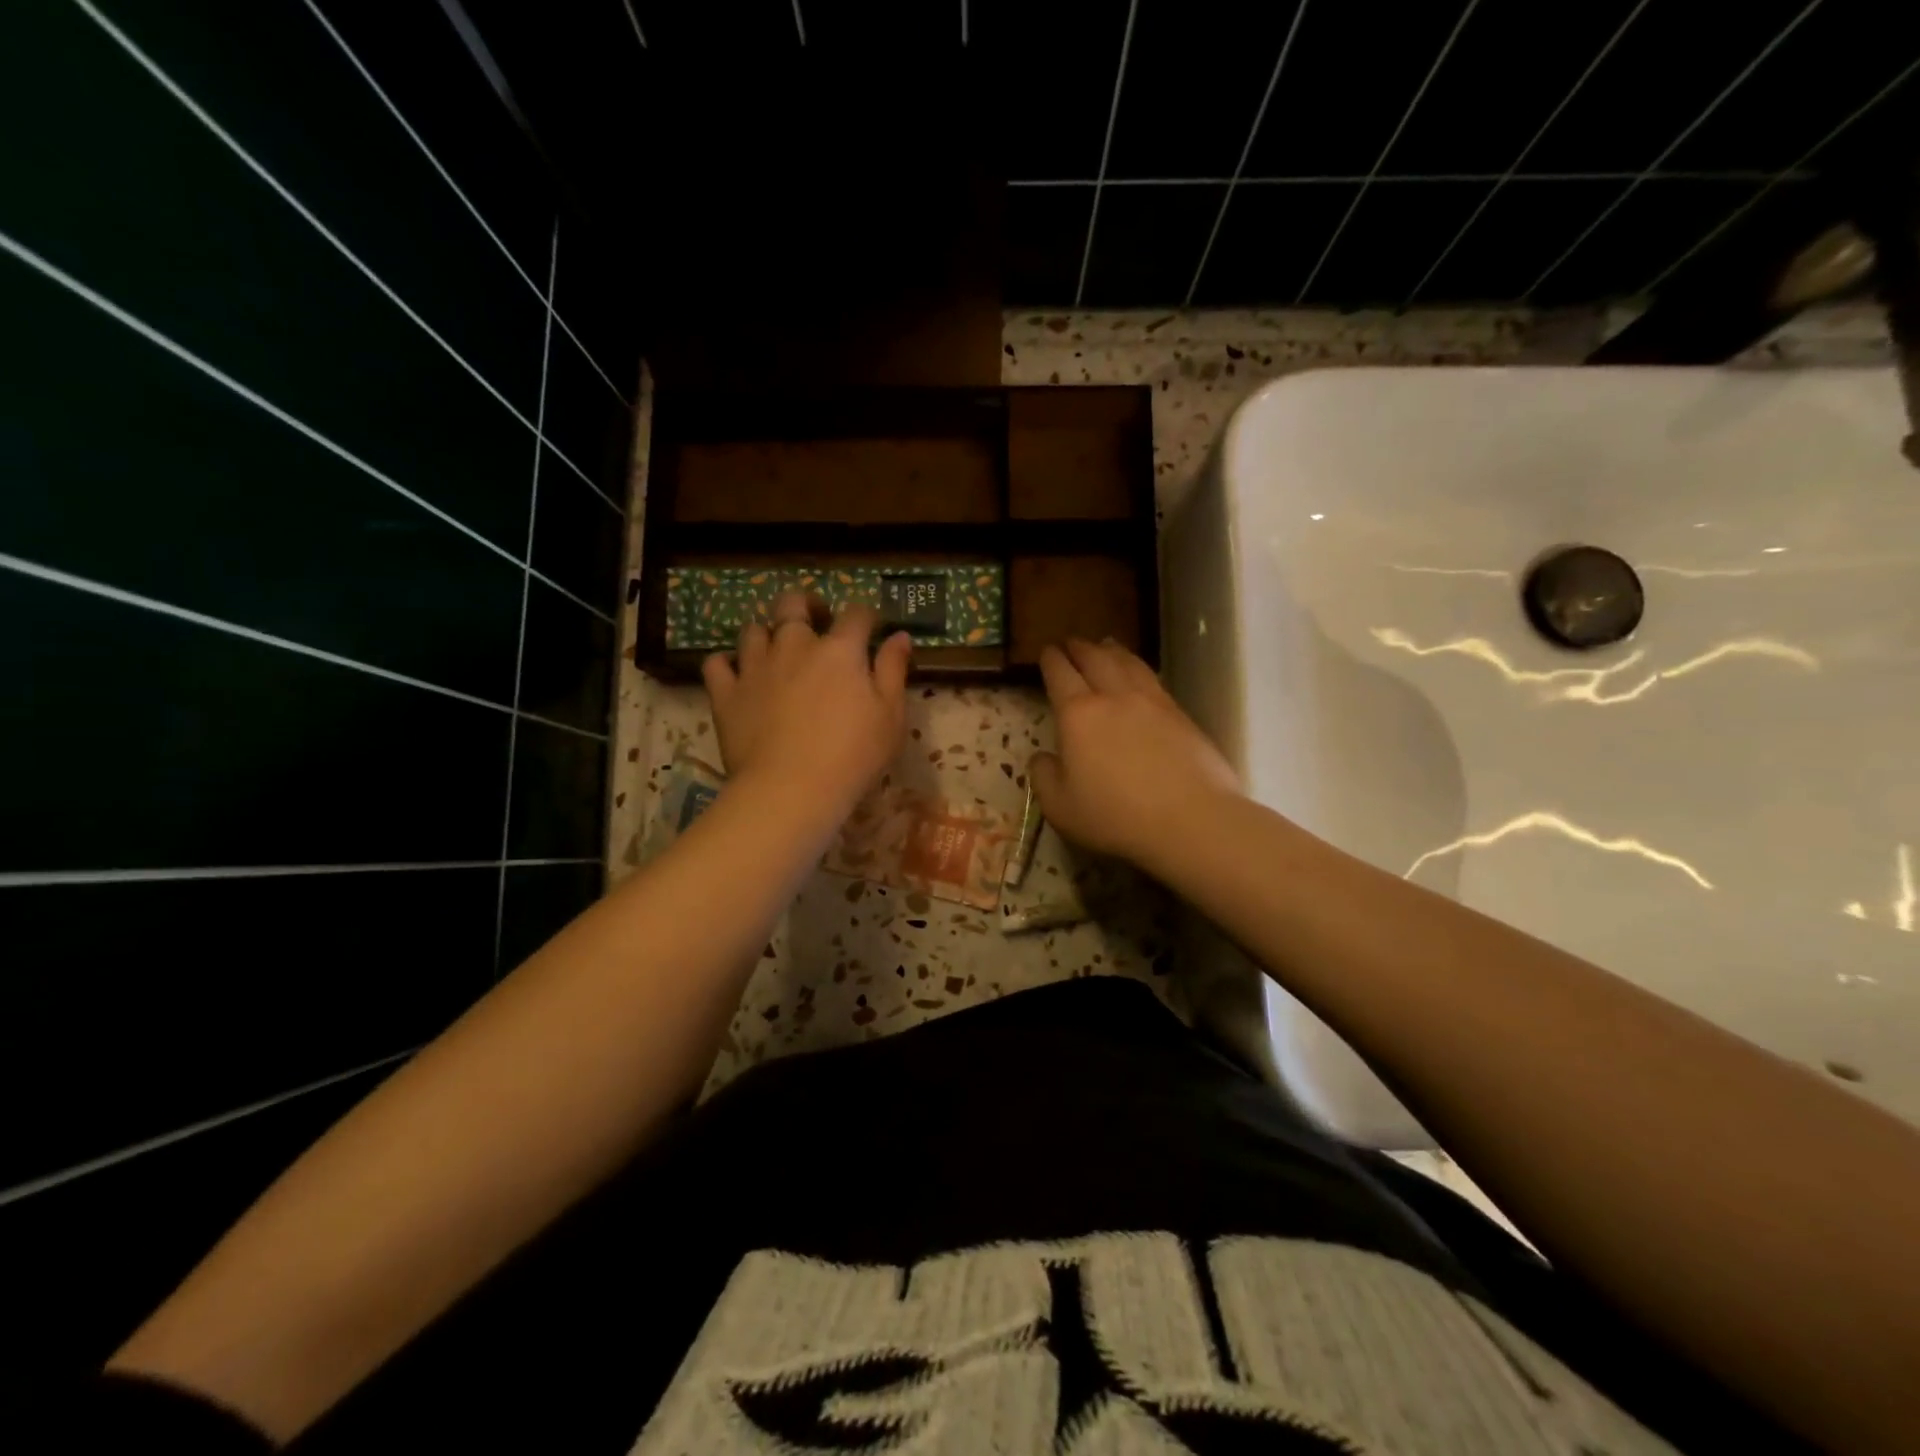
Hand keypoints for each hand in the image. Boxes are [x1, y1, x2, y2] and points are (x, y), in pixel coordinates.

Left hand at [701, 592, 912, 826]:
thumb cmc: (853, 756)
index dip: (865, 616)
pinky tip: (737, 674)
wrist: (791, 789)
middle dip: (806, 604)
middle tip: (815, 619)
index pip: (856, 613)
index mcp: (839, 650)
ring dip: (766, 633)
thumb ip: (894, 670)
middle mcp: (794, 646)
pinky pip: (717, 664)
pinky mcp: (726, 693)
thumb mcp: (891, 716)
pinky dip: (727, 663)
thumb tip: (900, 636)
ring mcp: (755, 667)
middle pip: (793, 603)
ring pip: (753, 629)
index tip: (871, 628)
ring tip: (775, 650)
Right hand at [1029, 638, 1240, 868]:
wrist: (1190, 819)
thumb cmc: (1115, 816)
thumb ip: (1044, 778)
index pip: (1060, 674)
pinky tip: (1139, 674)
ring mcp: (1151, 701)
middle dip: (1079, 648)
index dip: (1051, 660)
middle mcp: (1114, 697)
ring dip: (1111, 651)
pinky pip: (1152, 678)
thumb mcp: (1060, 807)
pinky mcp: (1180, 713)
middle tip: (1072, 642)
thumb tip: (1043, 757)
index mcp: (1078, 714)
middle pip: (1095, 659)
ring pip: (1127, 663)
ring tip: (1105, 645)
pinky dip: (1138, 667)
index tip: (1046, 651)